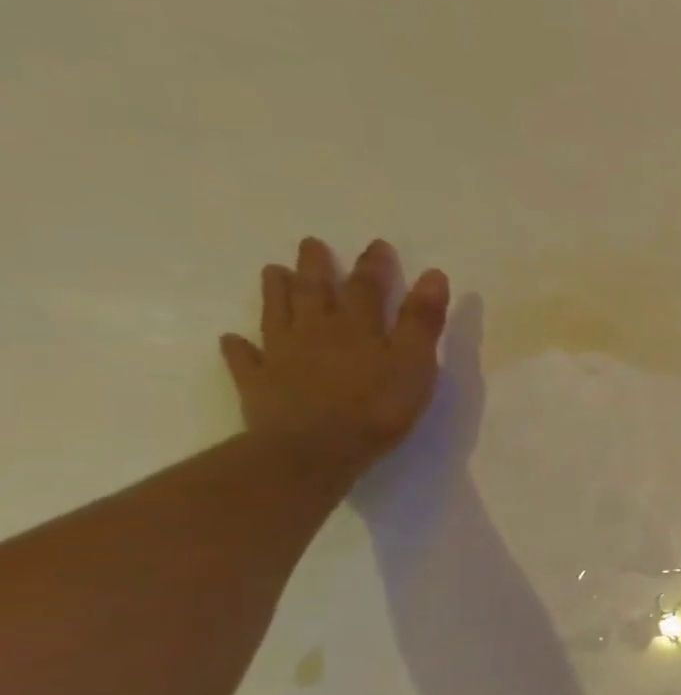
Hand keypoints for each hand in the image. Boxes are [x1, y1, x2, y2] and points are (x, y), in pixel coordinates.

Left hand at [220, 238, 449, 483]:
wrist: (314, 449)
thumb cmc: (377, 406)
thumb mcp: (415, 362)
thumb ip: (422, 320)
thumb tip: (433, 275)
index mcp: (356, 327)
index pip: (367, 287)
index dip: (373, 266)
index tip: (376, 244)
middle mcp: (315, 332)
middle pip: (314, 292)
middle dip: (316, 267)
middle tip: (311, 244)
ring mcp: (282, 357)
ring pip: (277, 315)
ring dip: (276, 292)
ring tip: (272, 271)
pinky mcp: (259, 384)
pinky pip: (246, 360)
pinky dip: (238, 347)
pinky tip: (232, 340)